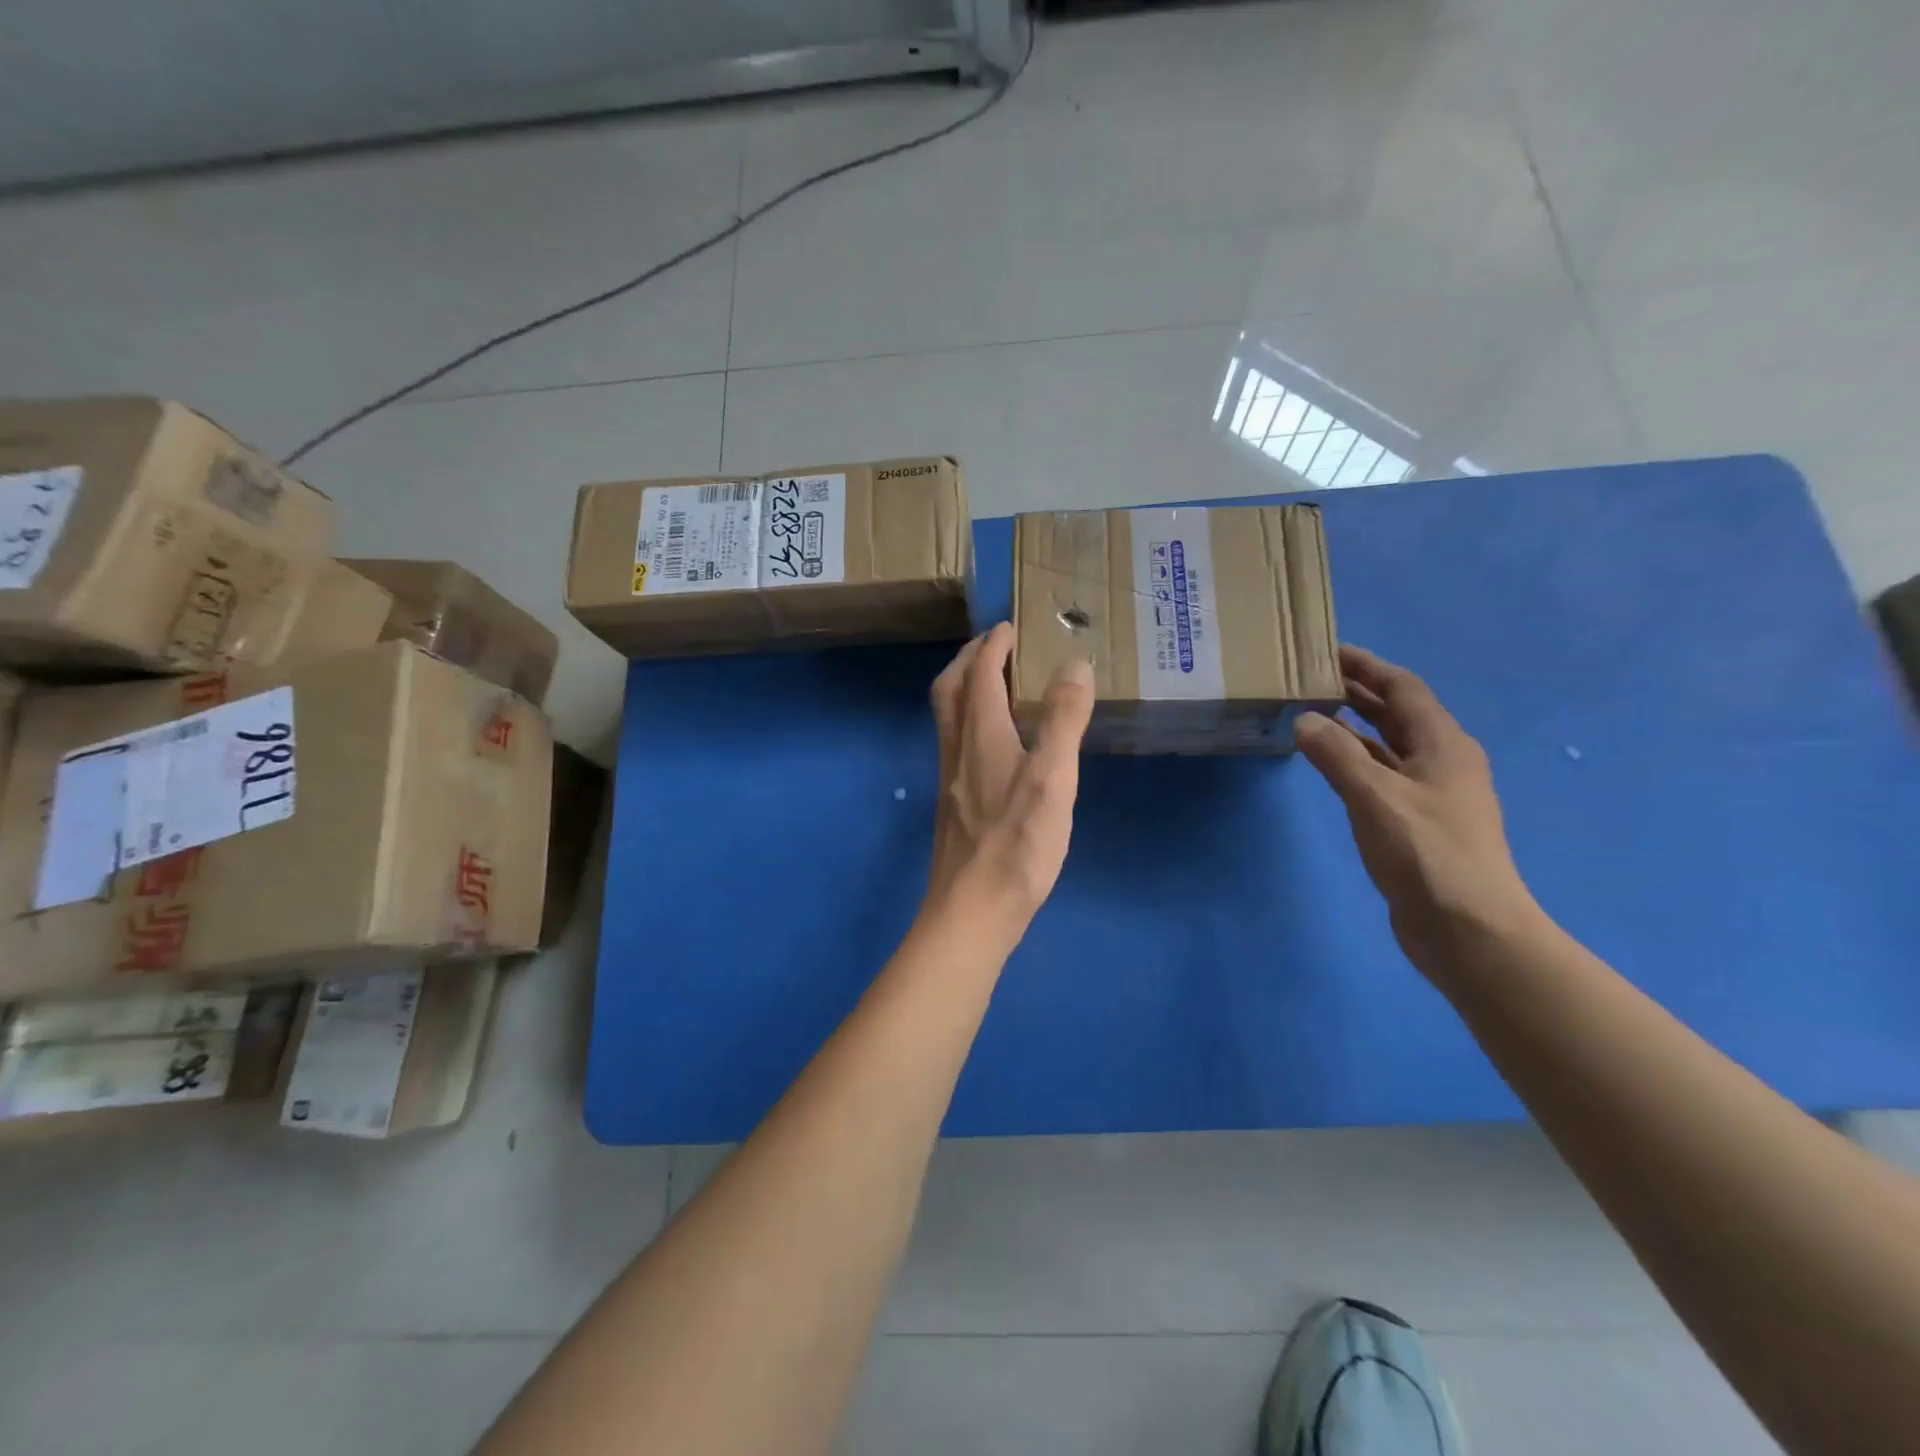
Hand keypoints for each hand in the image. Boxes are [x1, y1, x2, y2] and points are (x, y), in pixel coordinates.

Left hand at [926, 622, 1093, 928]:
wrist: (972, 909)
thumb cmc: (1017, 843)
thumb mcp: (1052, 778)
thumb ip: (1063, 720)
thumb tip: (1073, 664)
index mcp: (980, 735)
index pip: (979, 674)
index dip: (992, 645)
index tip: (1008, 627)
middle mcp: (957, 749)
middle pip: (949, 690)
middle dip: (968, 660)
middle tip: (993, 646)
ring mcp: (951, 778)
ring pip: (948, 718)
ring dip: (965, 689)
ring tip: (994, 685)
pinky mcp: (954, 804)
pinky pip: (956, 743)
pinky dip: (971, 722)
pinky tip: (995, 744)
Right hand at [1295, 645, 1540, 969]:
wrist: (1468, 929)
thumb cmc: (1427, 854)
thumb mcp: (1375, 797)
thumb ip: (1336, 755)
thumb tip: (1305, 719)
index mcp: (1443, 744)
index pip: (1403, 689)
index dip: (1368, 666)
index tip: (1327, 650)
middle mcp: (1441, 760)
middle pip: (1398, 713)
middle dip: (1359, 691)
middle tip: (1311, 677)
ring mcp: (1431, 793)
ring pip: (1388, 744)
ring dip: (1355, 725)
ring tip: (1312, 710)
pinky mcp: (1416, 821)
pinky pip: (1382, 773)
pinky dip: (1355, 759)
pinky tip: (1327, 761)